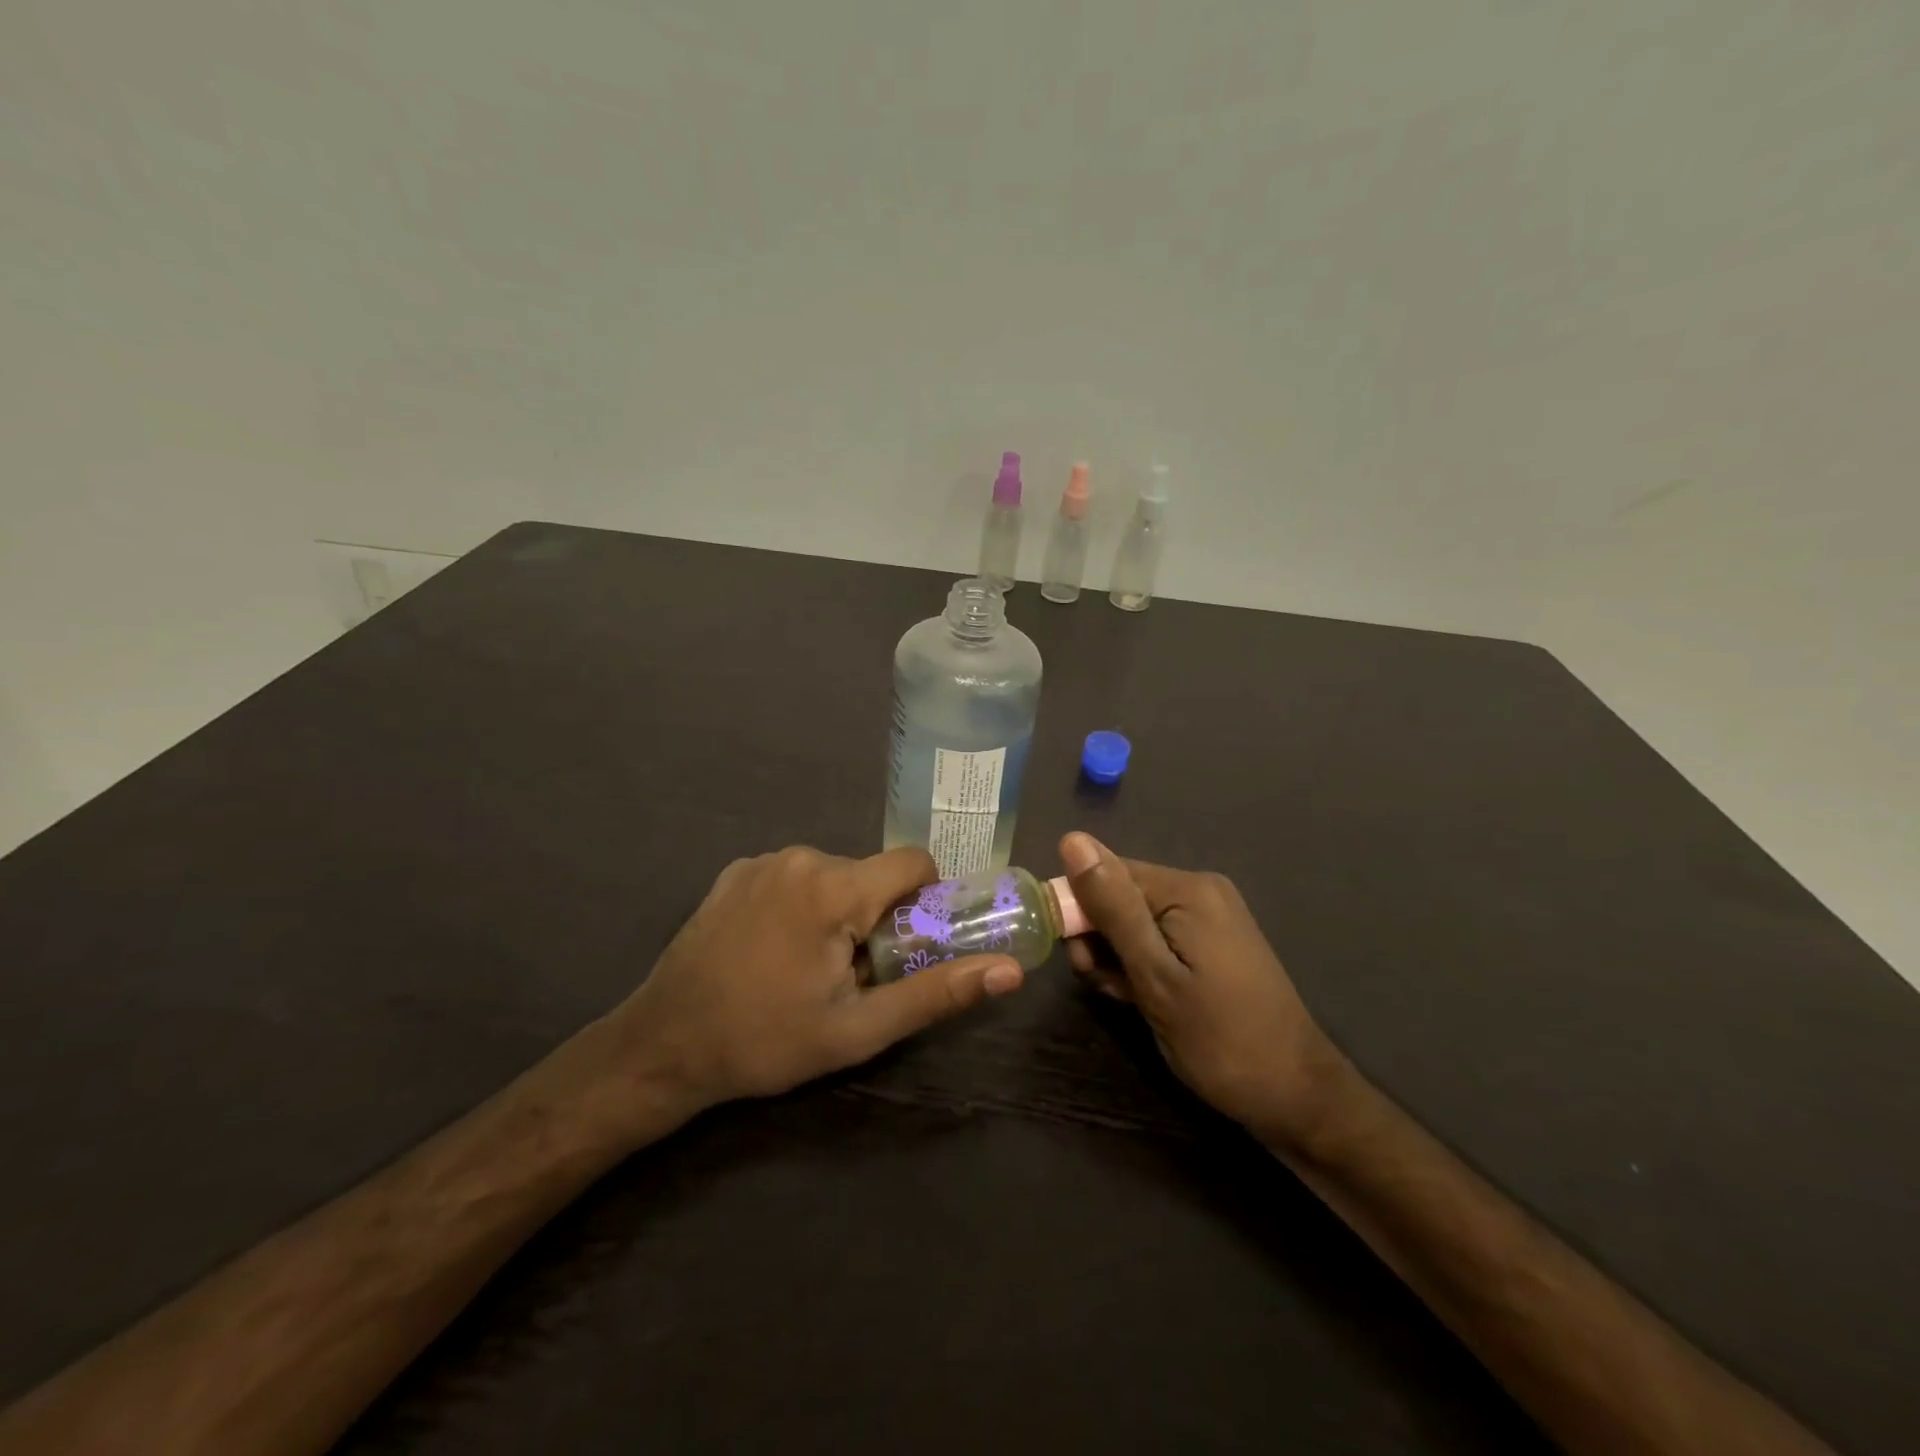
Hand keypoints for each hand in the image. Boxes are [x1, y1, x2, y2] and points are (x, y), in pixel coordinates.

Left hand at [611, 846, 1022, 1119]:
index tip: (910, 943)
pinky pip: (794, 876)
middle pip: (871, 874)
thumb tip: (1010, 971)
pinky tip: (773, 950)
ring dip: (839, 912)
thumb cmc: (767, 1041)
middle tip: (853, 974)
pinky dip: (802, 904)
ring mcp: (761, 861)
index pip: (913, 862)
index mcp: (833, 888)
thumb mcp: (860, 1029)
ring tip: (808, 967)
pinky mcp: (735, 871)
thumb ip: (937, 992)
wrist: (663, 1046)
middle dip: (877, 916)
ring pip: (833, 875)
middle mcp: (799, 857)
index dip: (926, 899)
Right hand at [1059, 832, 1345, 1149]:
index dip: (1079, 911)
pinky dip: (1142, 964)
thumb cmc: (1219, 1040)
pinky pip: (1158, 937)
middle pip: (1121, 896)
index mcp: (1187, 889)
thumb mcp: (1155, 976)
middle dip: (1099, 937)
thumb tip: (1072, 840)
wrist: (1296, 1097)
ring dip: (1117, 956)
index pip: (1106, 872)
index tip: (1076, 959)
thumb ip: (1112, 908)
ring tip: (1125, 997)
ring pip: (1135, 921)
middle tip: (1102, 984)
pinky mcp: (1212, 943)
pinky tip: (1141, 997)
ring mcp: (1209, 917)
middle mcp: (1199, 890)